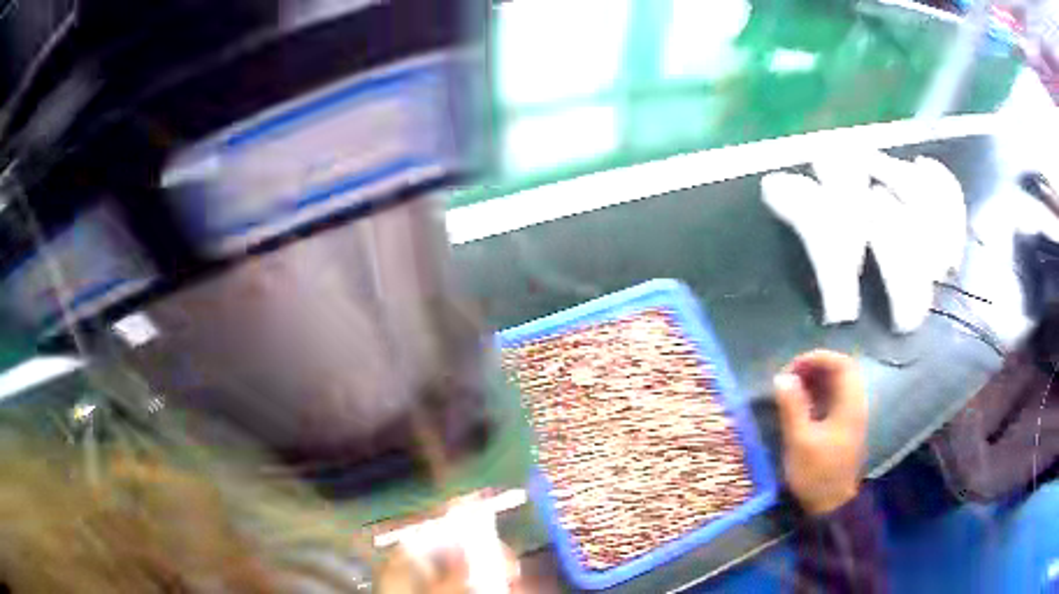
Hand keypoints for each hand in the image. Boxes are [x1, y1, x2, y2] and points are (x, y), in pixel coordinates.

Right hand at [774, 350, 867, 515]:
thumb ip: (793, 407)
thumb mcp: (800, 442)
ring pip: (839, 385)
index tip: (793, 367)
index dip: (817, 358)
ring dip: (817, 380)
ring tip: (793, 389)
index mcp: (850, 404)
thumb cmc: (817, 474)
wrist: (831, 506)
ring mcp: (852, 416)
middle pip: (842, 371)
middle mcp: (855, 405)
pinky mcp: (845, 428)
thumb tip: (782, 377)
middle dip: (816, 367)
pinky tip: (802, 405)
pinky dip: (819, 394)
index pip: (841, 364)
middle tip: (791, 377)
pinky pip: (835, 399)